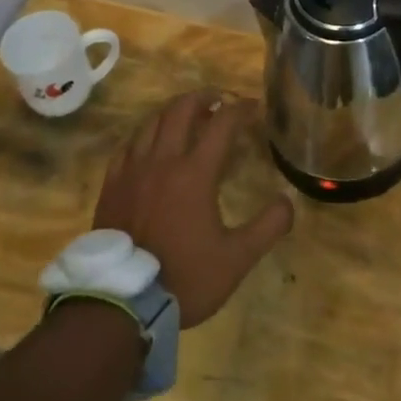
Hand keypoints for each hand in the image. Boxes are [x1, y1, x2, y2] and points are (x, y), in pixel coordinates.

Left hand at [93, 90, 294, 327]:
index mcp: (195, 172)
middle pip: (181, 110)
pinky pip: (128, 145)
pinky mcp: (112, 184)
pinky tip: (149, 142)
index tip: (252, 106)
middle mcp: (163, 160)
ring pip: (152, 122)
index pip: (221, 124)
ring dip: (173, 111)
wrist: (122, 302)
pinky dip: (144, 134)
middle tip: (218, 101)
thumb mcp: (237, 259)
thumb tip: (288, 200)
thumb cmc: (185, 278)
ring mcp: (132, 170)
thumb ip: (267, 227)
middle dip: (203, 98)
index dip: (239, 109)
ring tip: (186, 115)